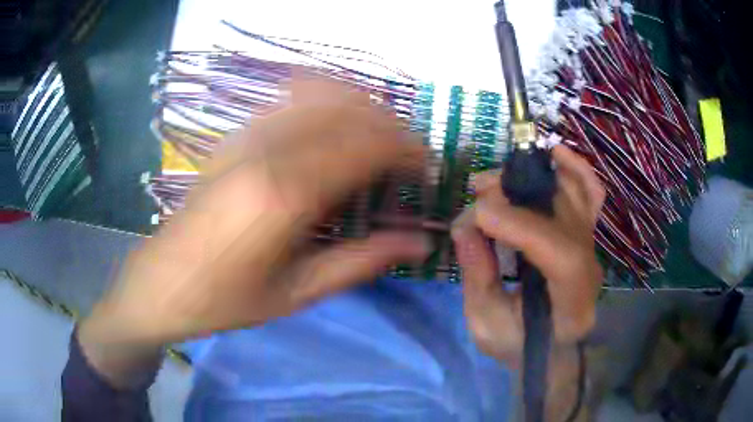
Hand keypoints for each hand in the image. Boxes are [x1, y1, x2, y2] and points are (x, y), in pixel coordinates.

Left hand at [79, 76, 430, 386]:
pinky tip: (335, 123)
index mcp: (286, 194)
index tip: (427, 169)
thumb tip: (420, 244)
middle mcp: (267, 149)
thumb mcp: (298, 293)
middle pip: (350, 112)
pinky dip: (325, 99)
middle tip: (410, 158)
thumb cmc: (226, 300)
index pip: (367, 145)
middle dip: (393, 128)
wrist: (161, 282)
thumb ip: (363, 261)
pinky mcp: (234, 135)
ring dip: (362, 108)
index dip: (409, 150)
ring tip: (380, 137)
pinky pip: (289, 98)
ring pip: (322, 94)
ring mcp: (246, 135)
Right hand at [451, 145, 604, 364]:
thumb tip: (465, 223)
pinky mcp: (586, 233)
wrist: (549, 346)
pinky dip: (575, 168)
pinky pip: (591, 193)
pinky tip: (554, 153)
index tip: (479, 215)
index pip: (563, 257)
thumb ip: (477, 276)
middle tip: (478, 192)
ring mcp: (593, 247)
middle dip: (518, 198)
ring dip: (533, 179)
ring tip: (494, 180)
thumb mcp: (485, 325)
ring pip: (577, 197)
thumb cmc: (517, 344)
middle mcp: (592, 270)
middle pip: (567, 217)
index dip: (522, 227)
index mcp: (573, 307)